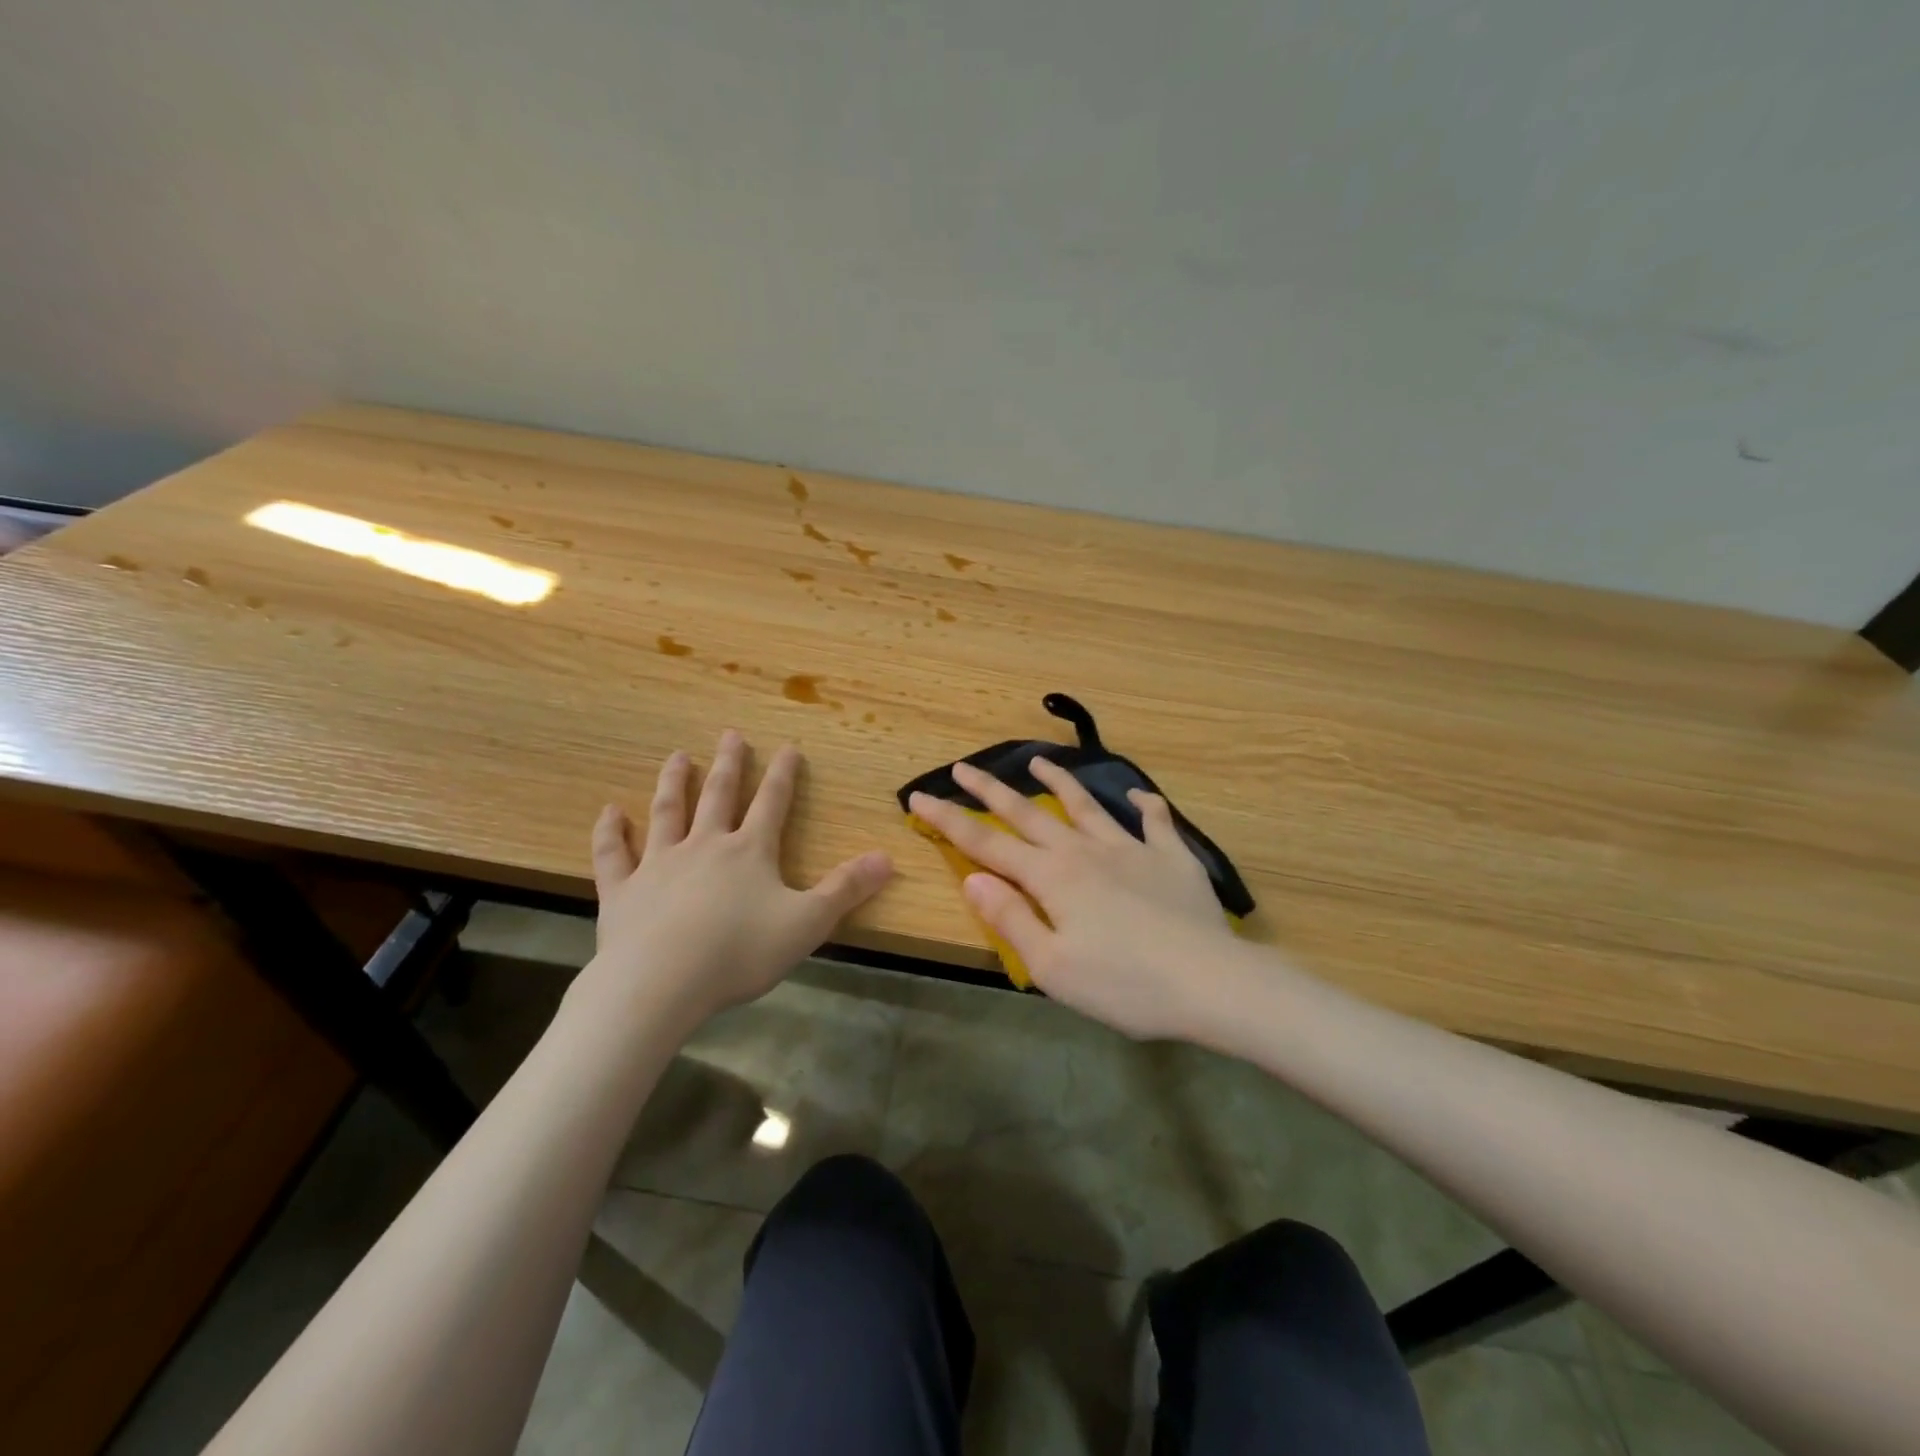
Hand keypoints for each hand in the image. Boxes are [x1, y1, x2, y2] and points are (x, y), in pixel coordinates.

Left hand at [570, 730, 892, 1034]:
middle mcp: (705, 846)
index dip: (783, 775)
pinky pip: (614, 854)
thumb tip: (887, 858)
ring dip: (673, 783)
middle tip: (729, 734)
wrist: (660, 984)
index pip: (772, 803)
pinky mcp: (622, 890)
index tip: (788, 747)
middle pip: (718, 796)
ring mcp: (659, 864)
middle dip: (728, 764)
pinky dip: (611, 831)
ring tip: (677, 756)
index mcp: (750, 852)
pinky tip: (609, 811)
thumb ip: (846, 889)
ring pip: (667, 813)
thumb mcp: (807, 923)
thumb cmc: (739, 952)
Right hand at [909, 759, 1241, 1040]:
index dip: (949, 820)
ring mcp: (1130, 848)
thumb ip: (1010, 918)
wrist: (1210, 982)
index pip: (986, 843)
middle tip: (963, 767)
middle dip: (990, 790)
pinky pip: (1155, 821)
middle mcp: (1084, 850)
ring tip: (1038, 760)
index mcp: (1051, 877)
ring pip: (1086, 805)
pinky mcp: (1171, 856)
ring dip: (1058, 780)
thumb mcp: (1052, 967)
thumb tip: (972, 878)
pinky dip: (1144, 805)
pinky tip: (1137, 796)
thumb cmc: (1124, 984)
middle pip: (1028, 813)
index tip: (919, 796)